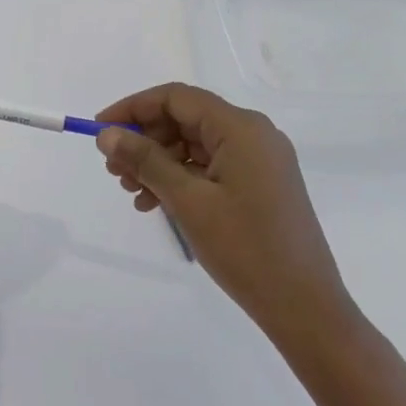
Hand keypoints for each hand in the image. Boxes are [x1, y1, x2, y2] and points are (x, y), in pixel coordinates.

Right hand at [94, 83, 355, 348]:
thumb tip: (107, 133)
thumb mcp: (188, 201)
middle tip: (113, 170)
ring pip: (194, 145)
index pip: (177, 98)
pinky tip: (154, 203)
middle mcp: (253, 134)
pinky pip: (210, 167)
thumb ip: (146, 160)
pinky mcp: (259, 184)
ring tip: (130, 191)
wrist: (305, 307)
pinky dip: (180, 179)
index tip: (100, 129)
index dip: (133, 108)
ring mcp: (259, 160)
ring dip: (158, 162)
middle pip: (185, 119)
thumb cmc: (245, 248)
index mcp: (241, 128)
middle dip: (144, 140)